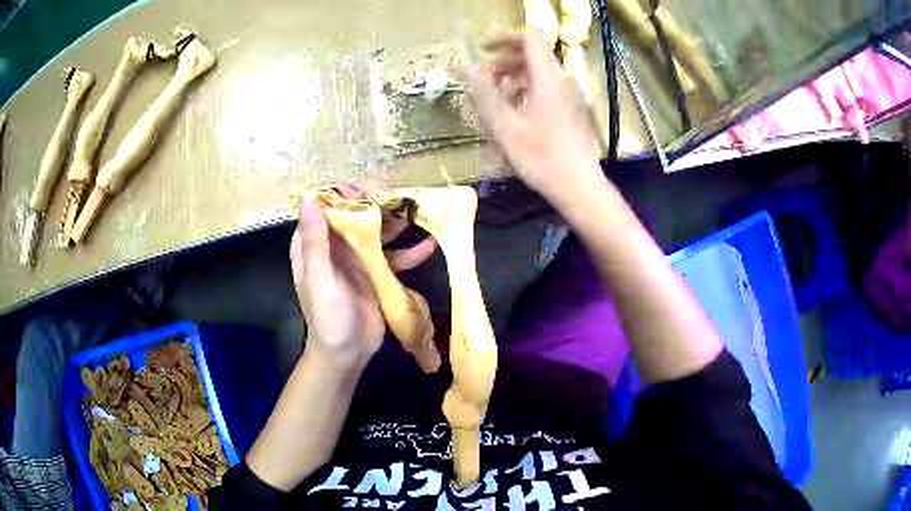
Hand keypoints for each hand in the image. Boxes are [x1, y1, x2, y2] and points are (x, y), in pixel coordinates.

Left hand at [290, 187, 436, 367]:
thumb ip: (314, 240)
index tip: (365, 193)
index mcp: (313, 244)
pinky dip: (411, 251)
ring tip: (419, 212)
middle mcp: (335, 246)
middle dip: (376, 205)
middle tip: (400, 198)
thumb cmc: (327, 317)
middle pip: (355, 216)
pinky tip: (430, 245)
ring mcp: (357, 259)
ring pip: (377, 232)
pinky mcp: (376, 273)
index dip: (343, 195)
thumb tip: (307, 197)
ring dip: (396, 223)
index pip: (325, 207)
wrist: (347, 352)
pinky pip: (394, 256)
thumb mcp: (319, 278)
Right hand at [468, 30, 602, 204]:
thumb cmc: (541, 159)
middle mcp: (560, 79)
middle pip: (532, 53)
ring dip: (512, 77)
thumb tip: (469, 69)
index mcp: (547, 78)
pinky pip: (545, 87)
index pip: (529, 37)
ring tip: (494, 101)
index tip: (483, 50)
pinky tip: (513, 113)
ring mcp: (568, 94)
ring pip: (537, 71)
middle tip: (483, 80)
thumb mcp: (505, 128)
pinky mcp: (569, 108)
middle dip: (503, 60)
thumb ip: (485, 94)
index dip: (504, 36)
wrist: (579, 186)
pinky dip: (525, 90)